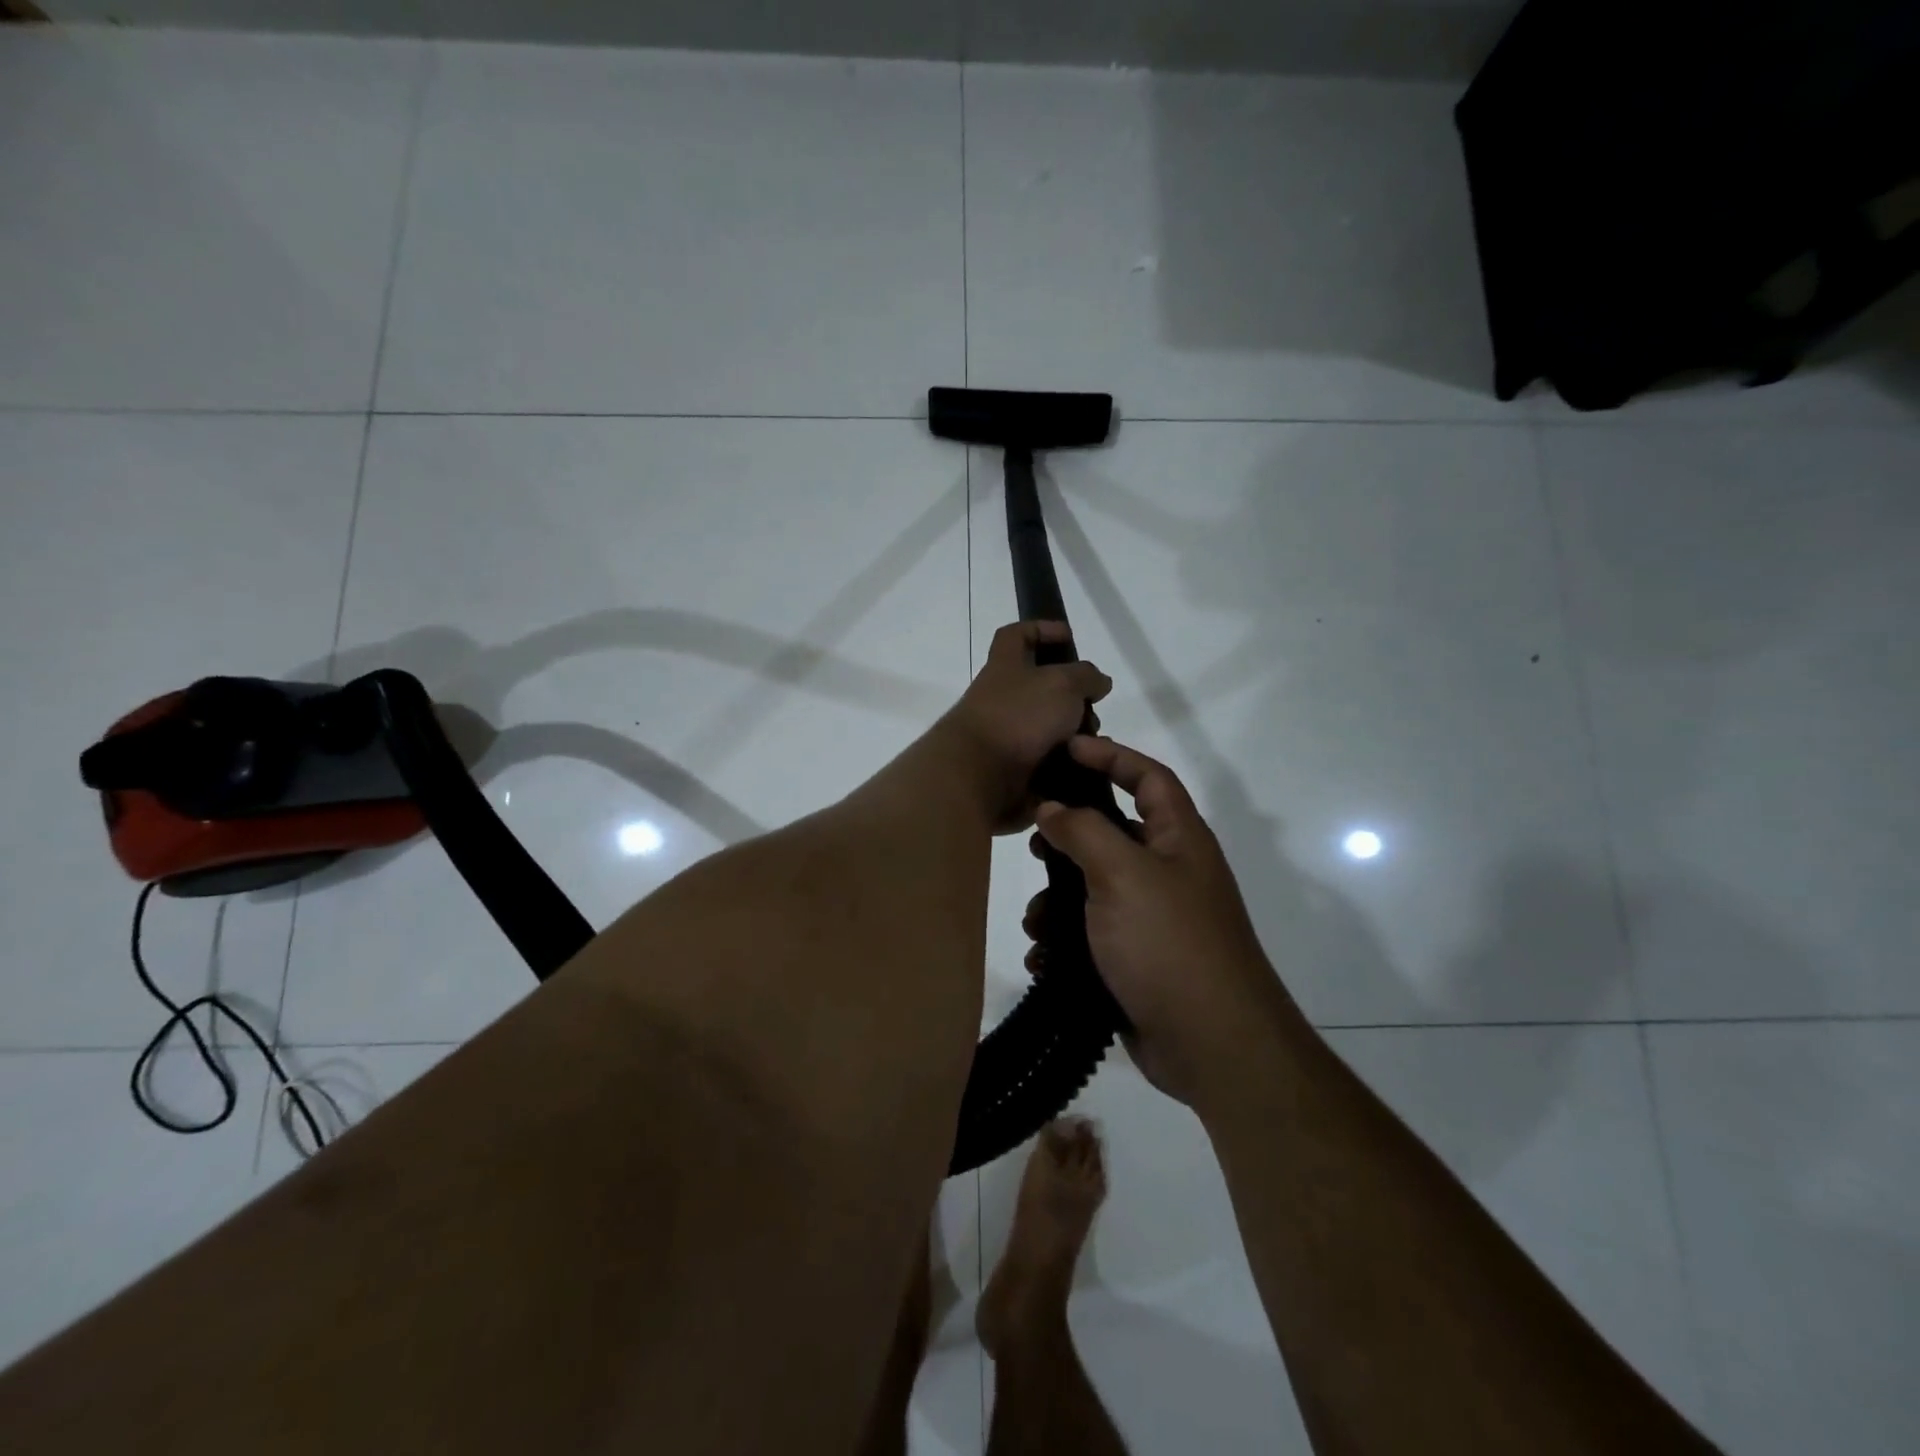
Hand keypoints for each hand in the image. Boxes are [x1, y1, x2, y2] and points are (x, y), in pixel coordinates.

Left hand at [939, 622, 1111, 832]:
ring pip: (1049, 726)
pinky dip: (1069, 762)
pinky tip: (1088, 767)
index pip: (1016, 635)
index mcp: (1005, 666)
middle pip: (1040, 686)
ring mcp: (1006, 734)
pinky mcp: (1013, 768)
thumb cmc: (1019, 716)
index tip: (1068, 637)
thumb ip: (1086, 677)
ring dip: (1075, 732)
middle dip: (1072, 695)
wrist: (979, 776)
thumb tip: (1097, 682)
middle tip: (1093, 705)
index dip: (1041, 629)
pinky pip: (1048, 760)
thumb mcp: (1062, 683)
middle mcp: (1002, 697)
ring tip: (1095, 742)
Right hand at [1025, 736, 1290, 1105]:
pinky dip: (1065, 941)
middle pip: (1114, 832)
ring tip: (1035, 921)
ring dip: (1059, 900)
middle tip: (1033, 839)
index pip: (1148, 777)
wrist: (1211, 1044)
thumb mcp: (1122, 874)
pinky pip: (1092, 935)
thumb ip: (1084, 831)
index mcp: (1180, 839)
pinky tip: (1043, 957)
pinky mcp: (1136, 959)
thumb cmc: (1169, 942)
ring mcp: (1154, 918)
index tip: (1067, 747)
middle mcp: (1170, 872)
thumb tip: (1051, 808)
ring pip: (1095, 889)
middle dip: (1070, 837)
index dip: (1111, 755)